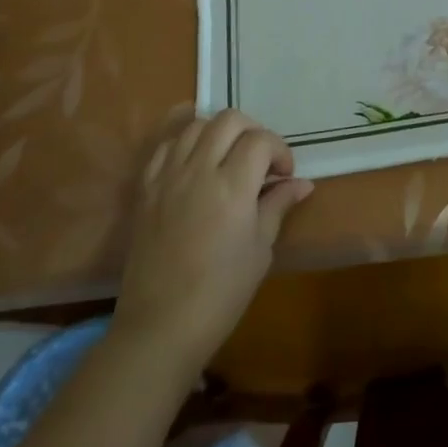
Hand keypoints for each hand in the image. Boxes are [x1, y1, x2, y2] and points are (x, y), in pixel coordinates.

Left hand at [112, 109, 312, 370]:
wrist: (160, 326)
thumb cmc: (221, 293)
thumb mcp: (260, 250)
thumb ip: (278, 206)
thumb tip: (301, 184)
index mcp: (232, 186)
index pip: (261, 140)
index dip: (280, 151)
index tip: (284, 176)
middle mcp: (198, 170)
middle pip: (229, 120)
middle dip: (253, 131)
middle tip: (261, 160)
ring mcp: (168, 176)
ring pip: (196, 125)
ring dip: (219, 133)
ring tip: (228, 158)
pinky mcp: (146, 188)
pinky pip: (166, 146)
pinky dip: (186, 144)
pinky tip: (196, 164)